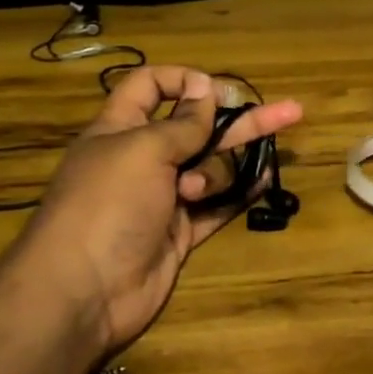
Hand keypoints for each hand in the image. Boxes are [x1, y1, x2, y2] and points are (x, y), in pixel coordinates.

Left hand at [0, 66, 302, 353]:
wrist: (83, 292)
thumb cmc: (106, 205)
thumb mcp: (143, 150)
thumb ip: (182, 123)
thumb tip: (204, 90)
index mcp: (121, 129)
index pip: (150, 87)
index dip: (183, 82)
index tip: (216, 91)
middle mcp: (144, 159)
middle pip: (200, 128)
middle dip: (242, 119)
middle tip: (289, 111)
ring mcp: (164, 197)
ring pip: (211, 168)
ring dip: (217, 173)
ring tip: (196, 192)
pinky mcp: (181, 231)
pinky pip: (218, 205)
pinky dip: (240, 194)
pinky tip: (265, 180)